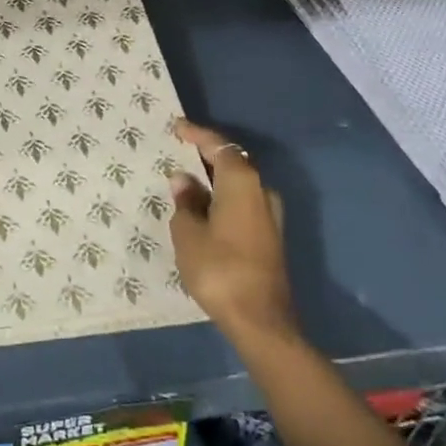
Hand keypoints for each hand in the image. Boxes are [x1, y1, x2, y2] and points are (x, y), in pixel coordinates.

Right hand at [169, 119, 297, 343]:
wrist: (259, 319)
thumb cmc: (219, 268)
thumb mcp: (188, 233)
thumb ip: (185, 202)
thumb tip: (183, 180)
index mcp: (242, 183)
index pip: (220, 146)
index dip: (197, 135)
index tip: (176, 127)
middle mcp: (261, 192)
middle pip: (233, 162)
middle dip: (206, 155)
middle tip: (178, 151)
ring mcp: (269, 215)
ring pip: (238, 185)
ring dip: (214, 179)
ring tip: (185, 179)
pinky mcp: (268, 236)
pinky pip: (241, 202)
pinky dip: (221, 197)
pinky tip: (202, 206)